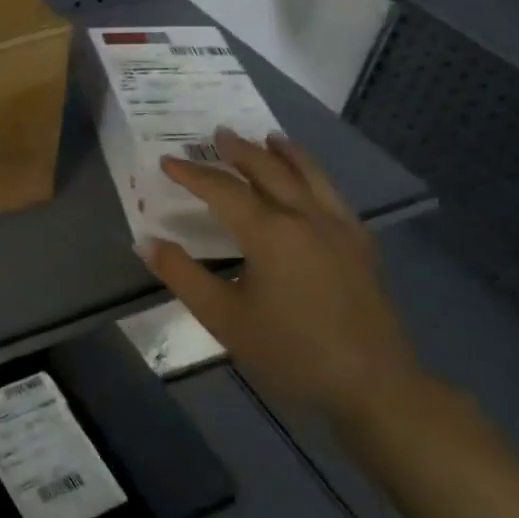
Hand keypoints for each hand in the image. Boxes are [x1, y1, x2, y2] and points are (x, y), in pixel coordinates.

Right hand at [135, 129, 418, 425]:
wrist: (372, 384)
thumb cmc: (290, 351)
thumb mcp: (223, 318)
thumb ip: (182, 275)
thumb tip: (145, 241)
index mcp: (270, 232)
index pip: (223, 190)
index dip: (192, 174)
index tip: (167, 161)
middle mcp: (306, 218)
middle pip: (269, 171)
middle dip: (240, 151)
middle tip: (218, 133)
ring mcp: (339, 228)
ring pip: (309, 175)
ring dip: (284, 153)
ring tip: (269, 137)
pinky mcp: (361, 245)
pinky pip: (333, 194)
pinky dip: (314, 175)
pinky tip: (311, 182)